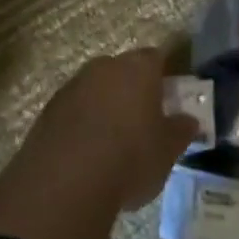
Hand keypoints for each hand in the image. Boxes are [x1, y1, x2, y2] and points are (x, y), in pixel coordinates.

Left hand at [27, 47, 200, 210]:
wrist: (66, 180)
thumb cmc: (130, 158)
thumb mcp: (168, 150)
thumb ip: (180, 131)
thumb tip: (189, 120)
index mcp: (138, 68)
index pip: (155, 58)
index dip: (163, 75)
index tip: (169, 96)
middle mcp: (104, 67)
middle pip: (123, 70)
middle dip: (132, 90)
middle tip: (142, 120)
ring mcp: (73, 85)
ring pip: (96, 88)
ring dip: (105, 106)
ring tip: (113, 142)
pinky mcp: (49, 109)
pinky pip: (74, 109)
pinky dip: (82, 123)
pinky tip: (87, 153)